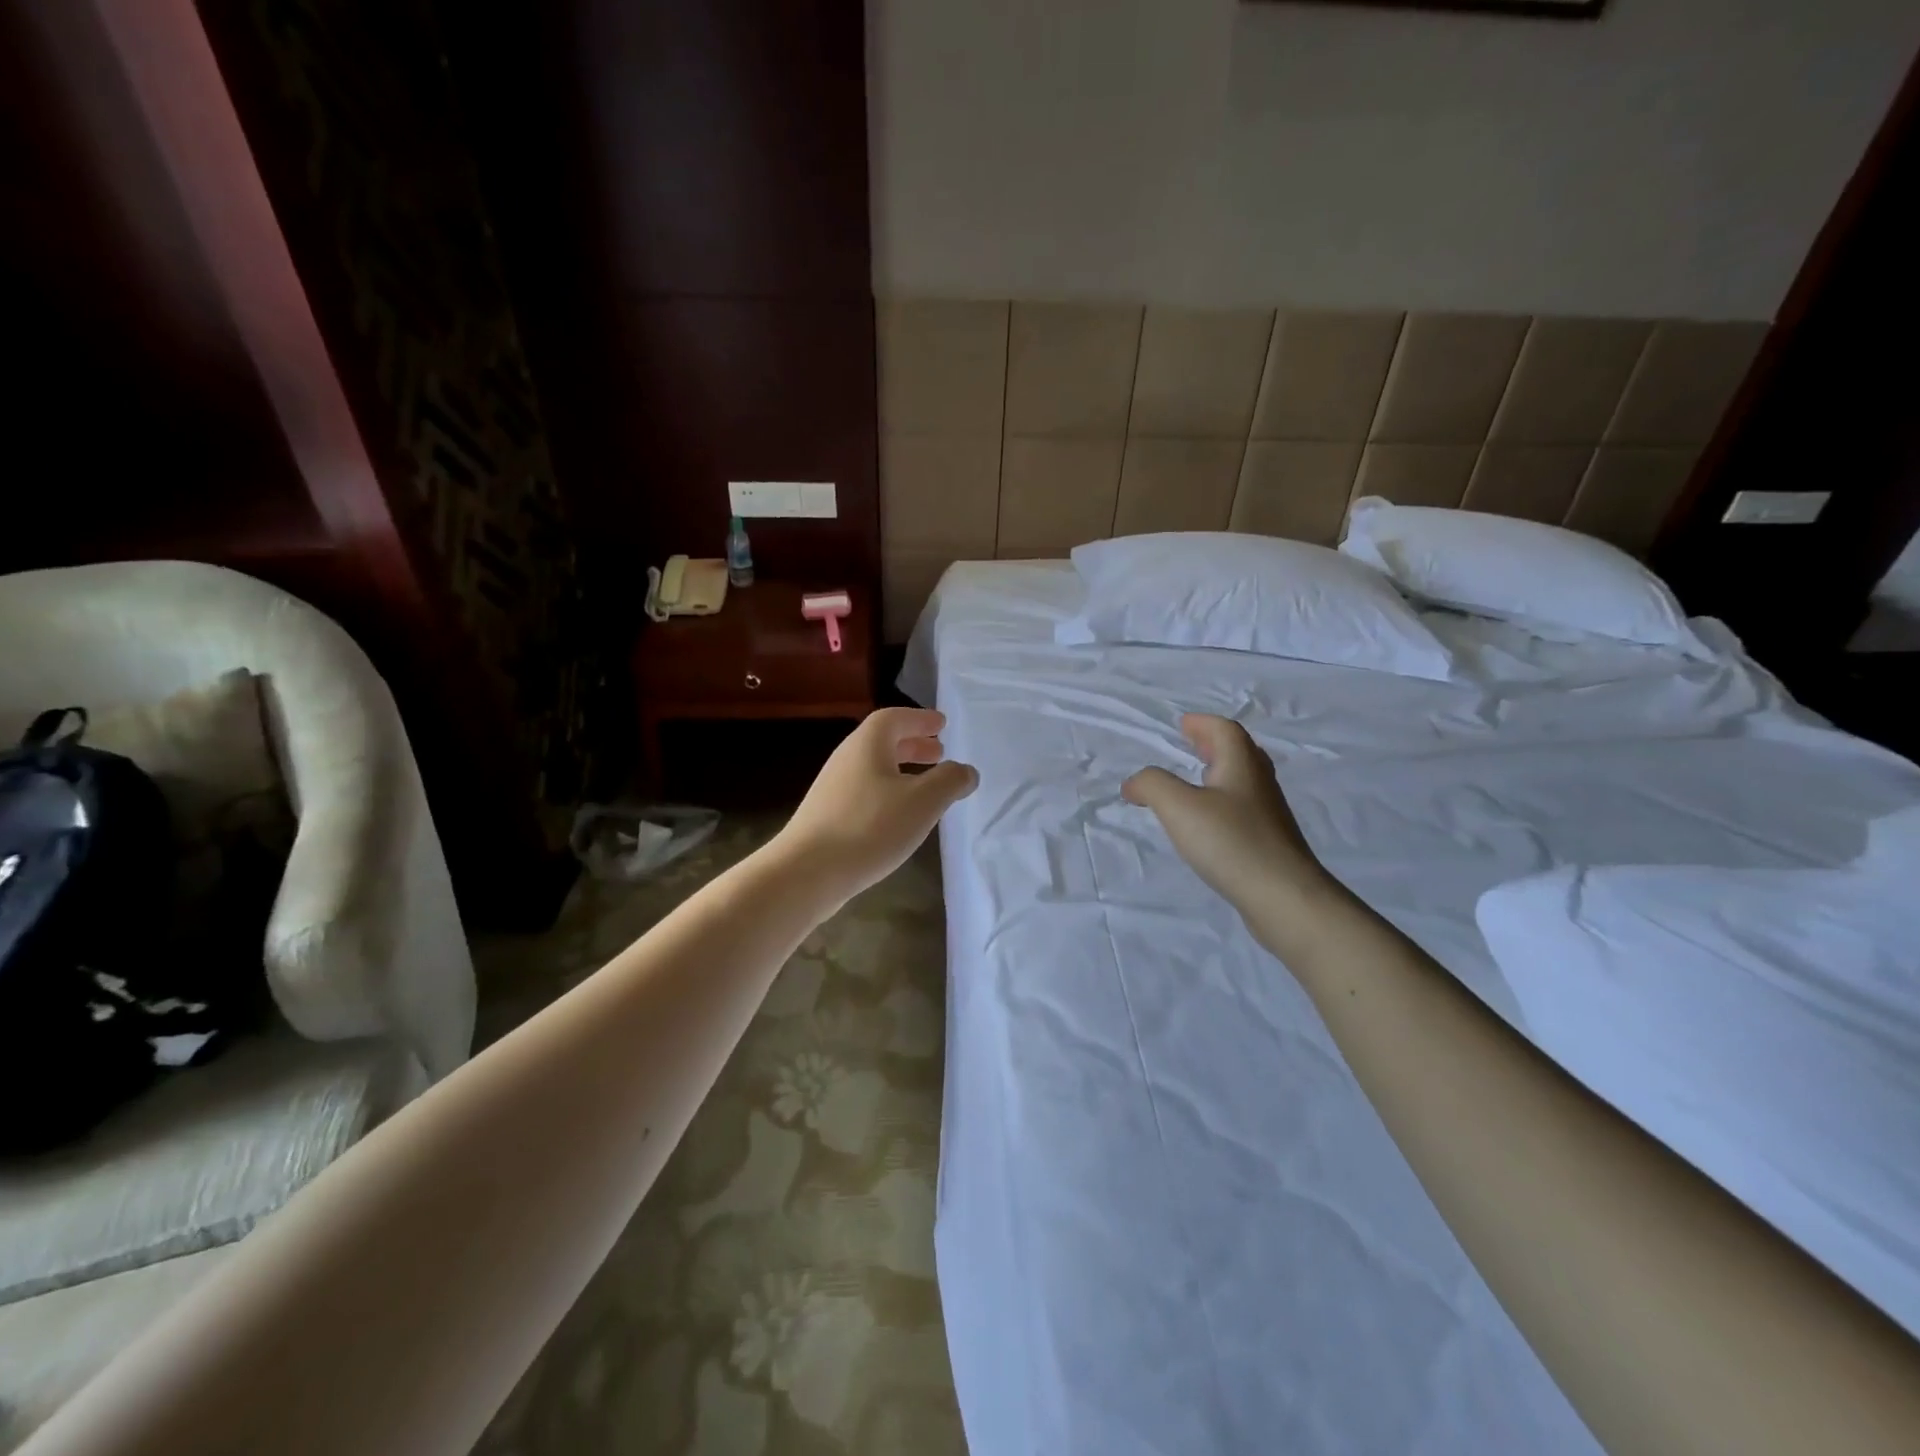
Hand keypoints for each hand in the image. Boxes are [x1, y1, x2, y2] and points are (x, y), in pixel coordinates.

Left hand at [773, 707, 978, 903]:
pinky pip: (865, 792)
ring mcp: (833, 789)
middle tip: (939, 753)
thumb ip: (950, 781)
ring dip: (902, 770)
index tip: (942, 725)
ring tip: (926, 786)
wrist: (807, 872)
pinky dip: (888, 792)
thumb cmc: (870, 827)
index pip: (894, 718)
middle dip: (913, 744)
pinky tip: (900, 817)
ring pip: (874, 768)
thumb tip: (966, 771)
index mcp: (867, 745)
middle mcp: (847, 759)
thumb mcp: (923, 802)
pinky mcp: (827, 817)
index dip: (919, 719)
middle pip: (882, 742)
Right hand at [1123, 713, 1335, 920]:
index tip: (1182, 724)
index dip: (1203, 724)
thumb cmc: (1230, 842)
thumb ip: (1152, 785)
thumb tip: (1134, 782)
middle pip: (1240, 752)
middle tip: (1191, 744)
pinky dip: (1223, 801)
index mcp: (1241, 766)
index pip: (1225, 731)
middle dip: (1214, 744)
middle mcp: (1259, 784)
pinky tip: (1209, 822)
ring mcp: (1268, 815)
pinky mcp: (1269, 843)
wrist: (1284, 897)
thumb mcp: (1179, 807)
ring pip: (1244, 781)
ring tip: (1196, 780)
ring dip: (1220, 772)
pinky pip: (1244, 808)